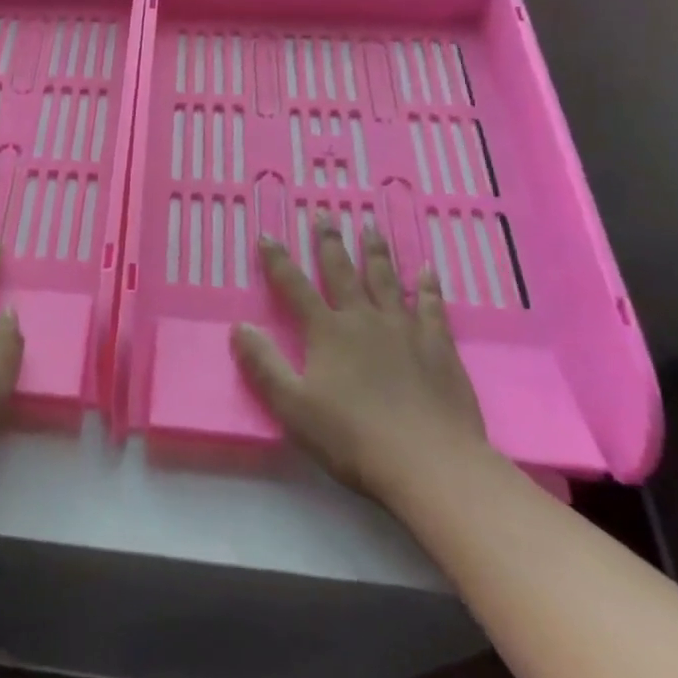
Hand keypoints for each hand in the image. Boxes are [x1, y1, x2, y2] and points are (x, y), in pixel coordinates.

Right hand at [231, 214, 490, 497]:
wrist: (430, 463)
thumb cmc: (353, 438)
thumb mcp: (293, 407)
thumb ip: (264, 365)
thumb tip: (239, 326)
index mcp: (327, 332)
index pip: (295, 287)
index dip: (278, 261)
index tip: (266, 235)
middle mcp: (363, 319)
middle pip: (343, 272)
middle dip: (329, 242)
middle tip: (325, 214)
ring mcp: (404, 329)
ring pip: (386, 280)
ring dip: (376, 252)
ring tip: (371, 227)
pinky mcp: (438, 346)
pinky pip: (432, 306)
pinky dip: (428, 286)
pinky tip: (428, 271)